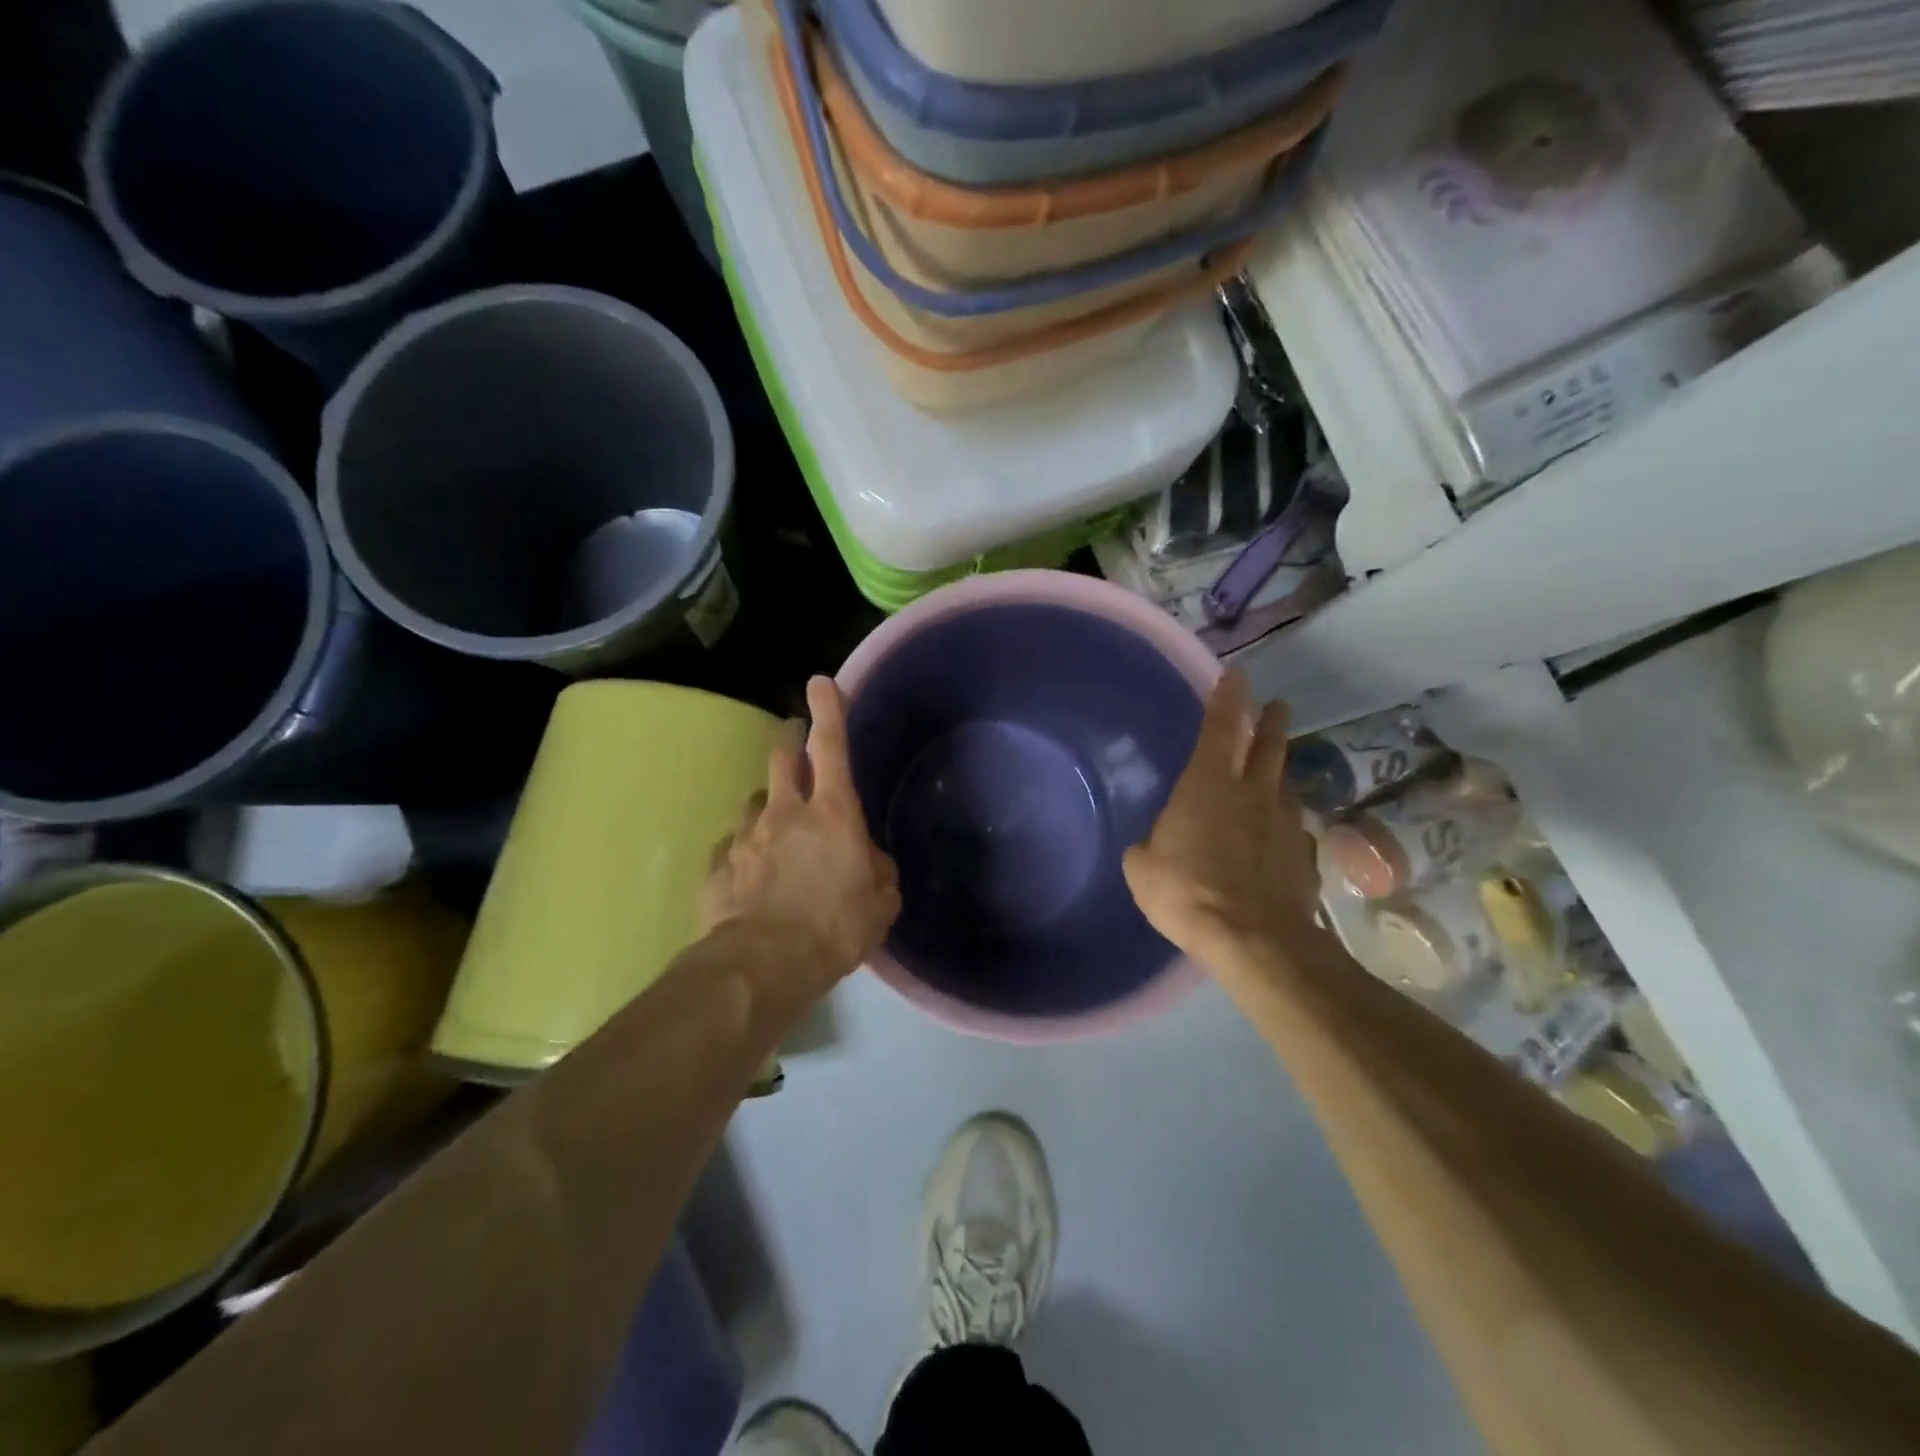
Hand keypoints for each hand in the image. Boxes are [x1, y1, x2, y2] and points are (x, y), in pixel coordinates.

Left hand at [702, 676, 900, 987]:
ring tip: (774, 834)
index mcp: (832, 813)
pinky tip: (748, 876)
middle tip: (795, 741)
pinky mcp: (717, 865)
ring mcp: (745, 835)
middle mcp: (786, 812)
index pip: (832, 746)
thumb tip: (870, 862)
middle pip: (783, 757)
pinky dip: (743, 852)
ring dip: (767, 807)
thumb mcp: (881, 904)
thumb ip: (878, 872)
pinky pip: (731, 846)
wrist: (763, 966)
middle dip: (790, 741)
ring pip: (754, 801)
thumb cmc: (834, 928)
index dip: (828, 709)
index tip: (820, 683)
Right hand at [1123, 673, 1325, 975]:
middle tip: (1276, 705)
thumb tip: (1154, 843)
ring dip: (1281, 769)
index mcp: (1208, 784)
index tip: (1237, 674)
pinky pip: (1294, 828)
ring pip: (1285, 783)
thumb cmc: (1186, 890)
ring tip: (1277, 767)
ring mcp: (1284, 823)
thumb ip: (1148, 846)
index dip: (1227, 697)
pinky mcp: (1304, 856)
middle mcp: (1252, 792)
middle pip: (1268, 745)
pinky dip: (1286, 823)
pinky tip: (1281, 834)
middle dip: (1270, 721)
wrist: (1253, 938)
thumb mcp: (1142, 867)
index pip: (1220, 726)